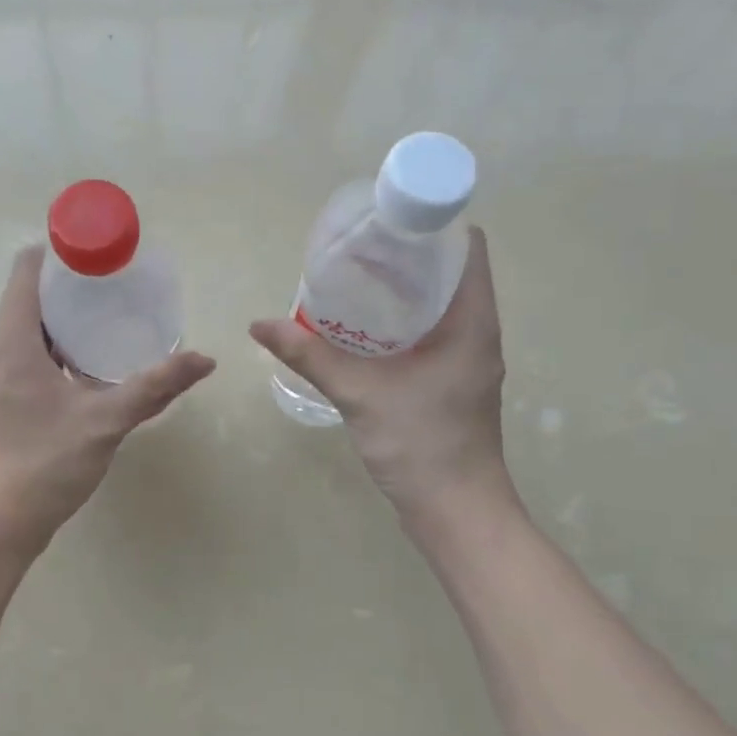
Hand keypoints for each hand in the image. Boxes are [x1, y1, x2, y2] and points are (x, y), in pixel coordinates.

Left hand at [0, 246, 214, 549]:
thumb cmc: (45, 462)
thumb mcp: (106, 419)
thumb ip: (155, 386)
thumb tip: (205, 360)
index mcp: (13, 340)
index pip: (27, 269)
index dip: (62, 252)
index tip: (103, 255)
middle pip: (30, 295)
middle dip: (73, 285)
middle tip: (119, 286)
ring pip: (31, 328)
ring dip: (67, 319)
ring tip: (114, 317)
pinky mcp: (4, 399)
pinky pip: (31, 354)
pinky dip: (60, 347)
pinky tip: (94, 363)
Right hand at [249, 227, 514, 518]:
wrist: (455, 513)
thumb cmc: (421, 445)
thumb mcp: (360, 393)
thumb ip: (309, 355)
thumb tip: (259, 324)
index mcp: (472, 321)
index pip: (467, 247)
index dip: (431, 225)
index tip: (386, 222)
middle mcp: (477, 333)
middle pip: (449, 272)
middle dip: (405, 257)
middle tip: (355, 251)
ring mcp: (467, 360)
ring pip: (439, 305)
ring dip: (402, 291)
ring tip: (354, 282)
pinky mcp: (452, 383)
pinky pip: (431, 334)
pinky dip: (401, 322)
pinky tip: (362, 330)